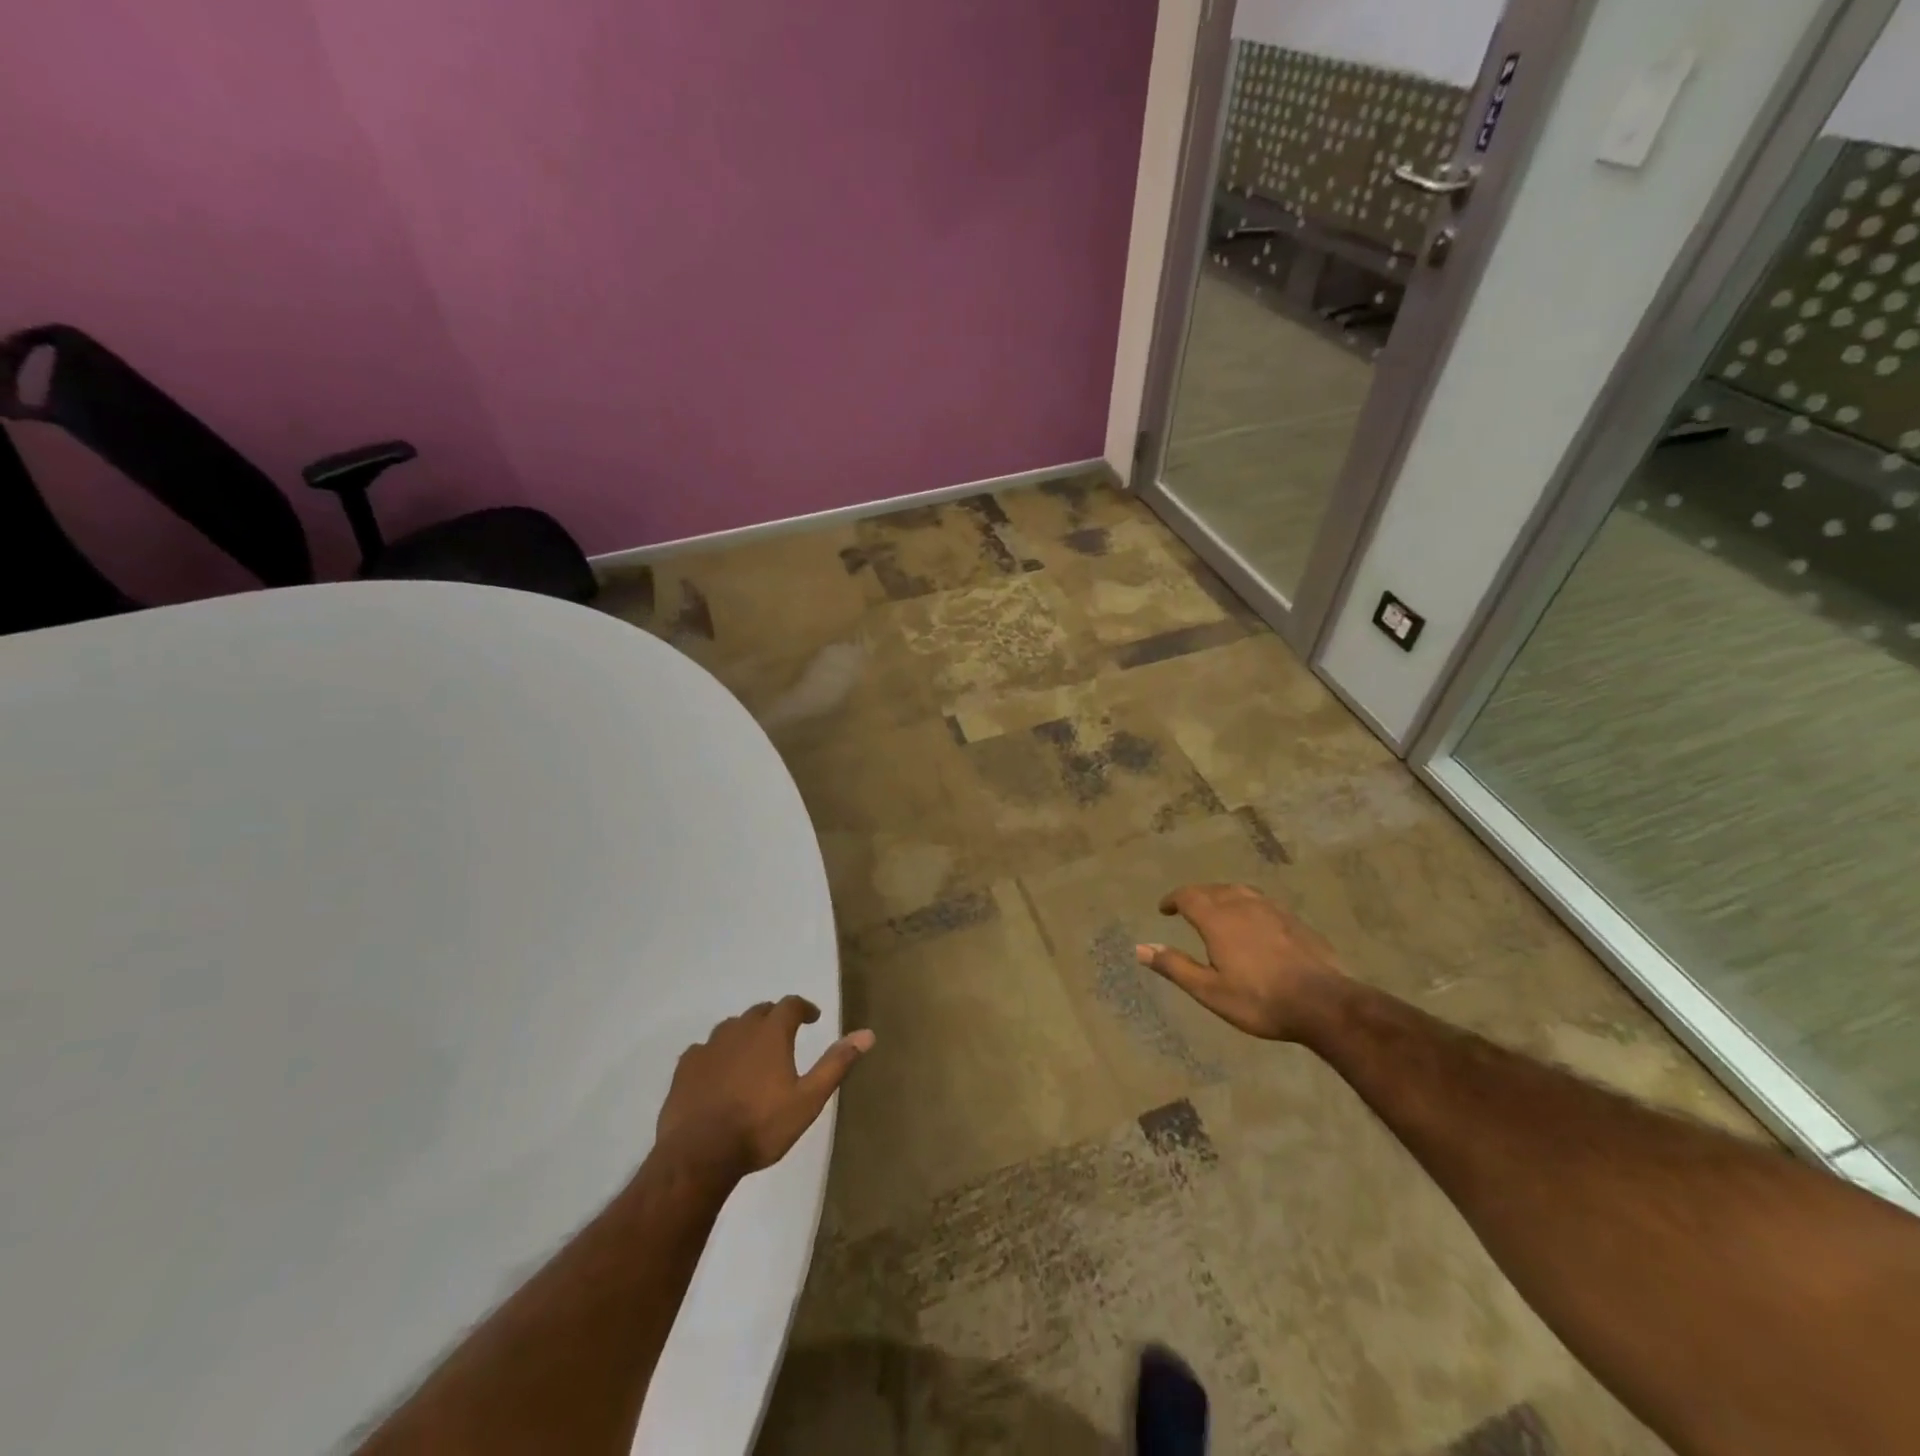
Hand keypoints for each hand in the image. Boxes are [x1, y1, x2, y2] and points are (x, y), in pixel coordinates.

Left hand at [655, 997, 875, 1177]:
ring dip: (745, 1033)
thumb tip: (867, 1034)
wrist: (699, 1155)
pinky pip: (704, 1049)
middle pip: (760, 1012)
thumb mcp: (808, 1100)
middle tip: (785, 1035)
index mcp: (771, 1033)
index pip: (790, 1005)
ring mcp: (709, 1047)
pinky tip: (718, 1072)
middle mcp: (739, 1030)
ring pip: (731, 1028)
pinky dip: (716, 1054)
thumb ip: (836, 1064)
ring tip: (753, 1053)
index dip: (804, 1008)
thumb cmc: (760, 1126)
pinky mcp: (685, 1068)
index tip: (813, 1018)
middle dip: (775, 1018)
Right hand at [1137, 884, 1345, 1041]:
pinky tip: (1253, 921)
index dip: (1173, 899)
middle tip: (1186, 909)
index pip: (1188, 896)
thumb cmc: (1260, 1000)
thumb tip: (1140, 948)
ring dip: (1221, 895)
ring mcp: (1272, 910)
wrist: (1324, 1004)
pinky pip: (1261, 901)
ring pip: (1239, 891)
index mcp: (1218, 920)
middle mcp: (1242, 905)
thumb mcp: (1210, 991)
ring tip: (1217, 909)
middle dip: (1195, 895)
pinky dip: (1246, 903)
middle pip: (1213, 889)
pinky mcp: (1293, 920)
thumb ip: (1174, 966)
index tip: (1164, 909)